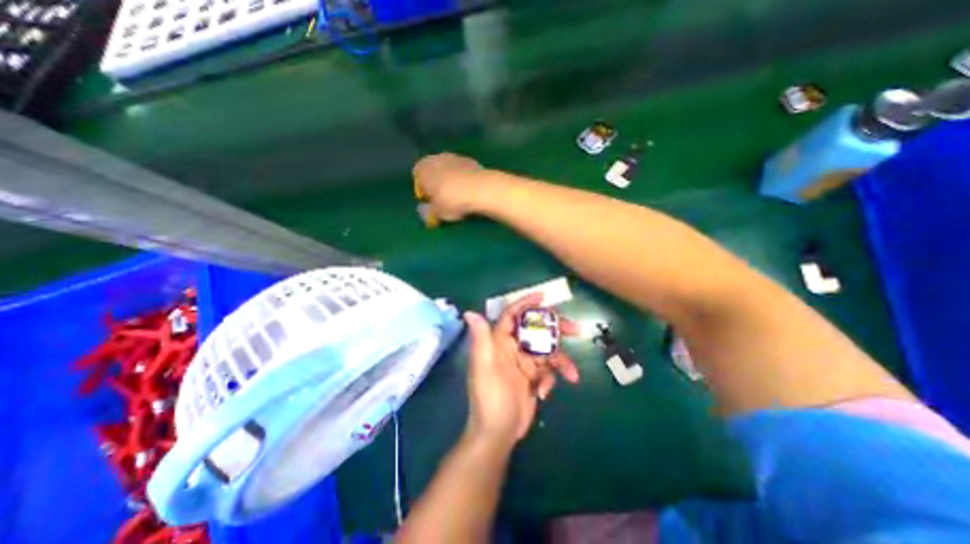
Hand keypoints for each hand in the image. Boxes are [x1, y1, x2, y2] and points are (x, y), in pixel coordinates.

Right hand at [413, 152, 487, 221]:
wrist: (480, 189)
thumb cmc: (451, 201)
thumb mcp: (436, 213)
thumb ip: (427, 212)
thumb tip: (423, 211)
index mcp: (423, 168)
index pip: (417, 177)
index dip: (422, 191)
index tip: (430, 203)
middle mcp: (437, 158)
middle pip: (434, 172)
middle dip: (437, 184)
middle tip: (443, 201)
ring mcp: (456, 157)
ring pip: (449, 171)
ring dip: (451, 182)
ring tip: (458, 198)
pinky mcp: (472, 161)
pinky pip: (463, 173)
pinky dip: (464, 181)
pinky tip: (470, 193)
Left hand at [459, 291, 573, 447]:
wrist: (498, 434)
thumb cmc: (489, 398)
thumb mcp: (484, 367)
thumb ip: (480, 339)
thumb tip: (470, 313)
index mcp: (499, 342)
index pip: (512, 316)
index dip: (525, 304)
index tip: (544, 297)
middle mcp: (512, 349)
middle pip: (536, 330)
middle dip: (555, 329)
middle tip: (574, 329)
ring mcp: (524, 364)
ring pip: (547, 351)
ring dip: (561, 360)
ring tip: (572, 372)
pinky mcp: (533, 378)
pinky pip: (548, 370)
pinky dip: (552, 378)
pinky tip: (545, 393)